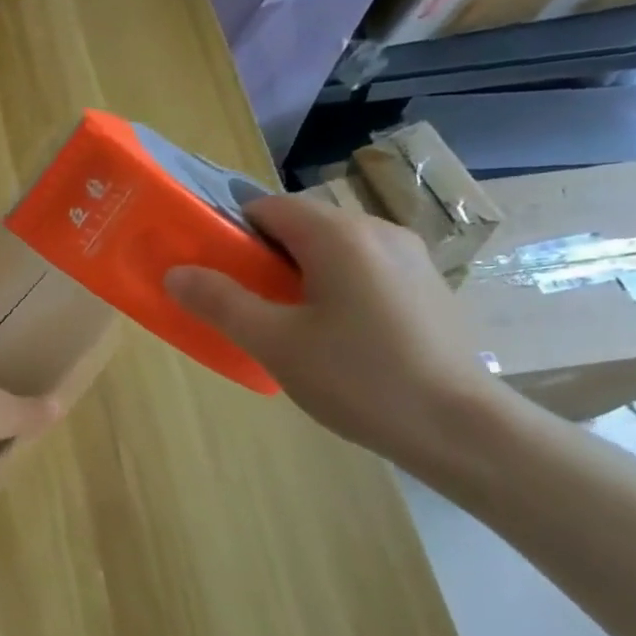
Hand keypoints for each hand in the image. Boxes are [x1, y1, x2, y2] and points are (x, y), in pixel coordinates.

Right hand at [164, 195, 508, 465]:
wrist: (460, 428)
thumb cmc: (358, 378)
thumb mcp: (274, 343)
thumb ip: (220, 302)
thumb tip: (175, 273)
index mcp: (339, 235)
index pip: (267, 207)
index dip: (231, 233)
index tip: (213, 272)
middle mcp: (377, 232)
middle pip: (301, 227)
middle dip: (262, 258)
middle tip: (241, 305)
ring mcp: (409, 259)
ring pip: (332, 251)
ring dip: (297, 275)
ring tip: (283, 325)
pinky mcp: (425, 287)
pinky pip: (362, 271)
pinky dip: (332, 288)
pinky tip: (332, 337)